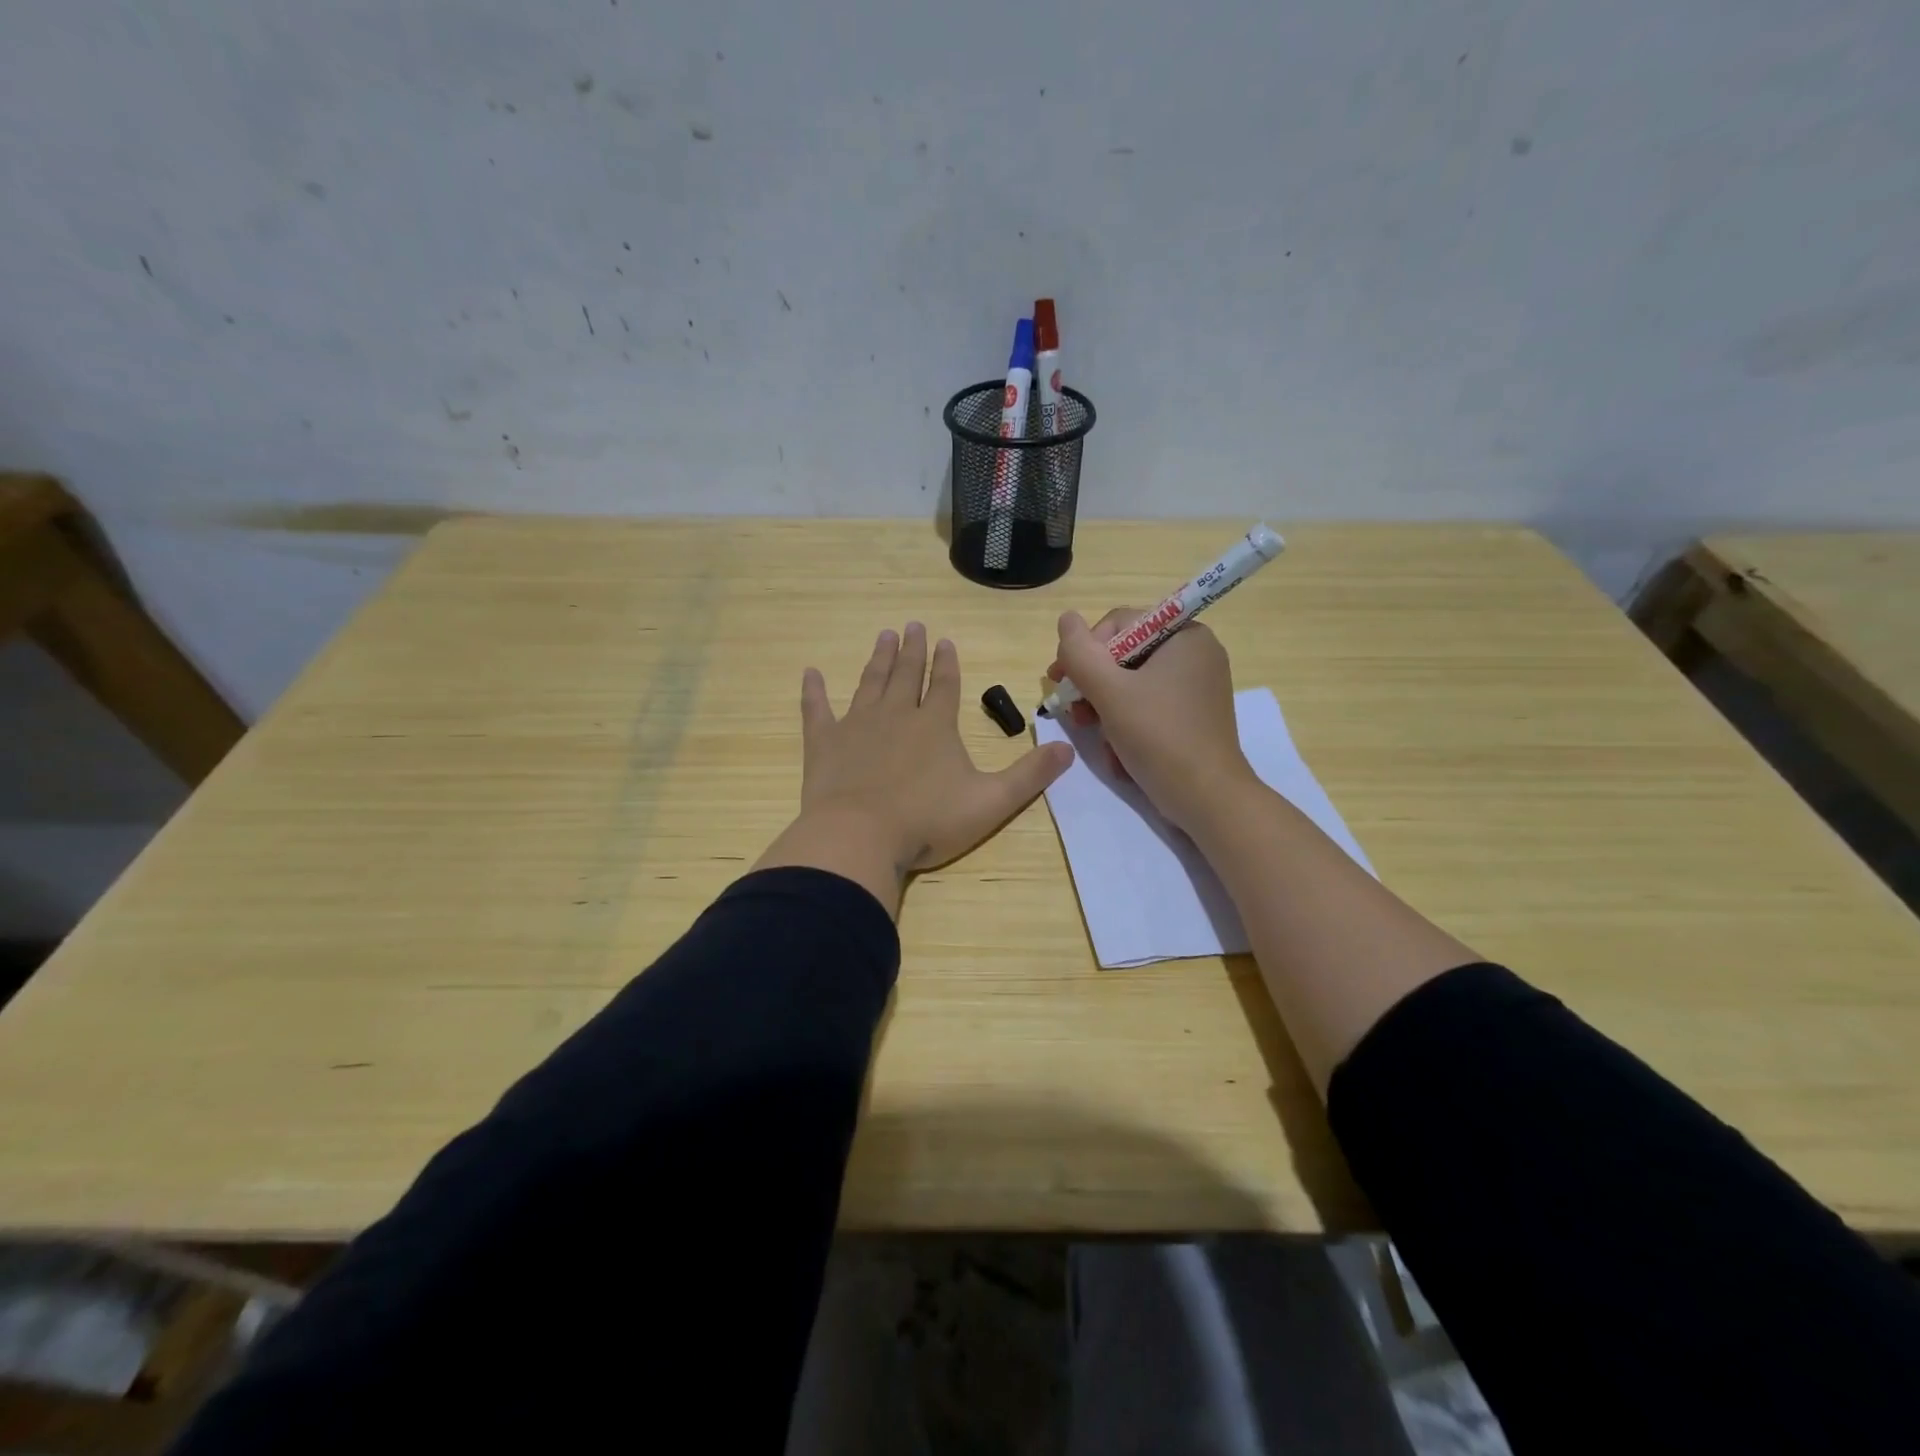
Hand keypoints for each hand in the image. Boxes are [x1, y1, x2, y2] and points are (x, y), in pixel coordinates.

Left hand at [755, 623, 1073, 914]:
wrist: (860, 837)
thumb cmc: (928, 821)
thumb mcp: (991, 802)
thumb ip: (1029, 775)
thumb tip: (1068, 749)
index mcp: (935, 725)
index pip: (944, 684)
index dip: (947, 662)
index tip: (944, 640)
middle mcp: (896, 715)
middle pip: (906, 674)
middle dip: (911, 649)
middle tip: (911, 625)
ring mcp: (856, 726)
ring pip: (870, 683)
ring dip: (878, 659)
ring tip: (883, 636)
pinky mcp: (824, 744)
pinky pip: (817, 710)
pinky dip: (813, 692)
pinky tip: (810, 673)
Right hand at [1048, 608, 1253, 831]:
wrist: (1207, 799)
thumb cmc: (1159, 737)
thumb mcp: (1110, 692)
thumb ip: (1081, 653)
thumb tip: (1066, 618)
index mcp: (1184, 635)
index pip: (1119, 624)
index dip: (1085, 651)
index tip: (1061, 682)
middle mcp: (1195, 653)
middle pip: (1124, 656)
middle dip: (1094, 686)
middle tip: (1073, 713)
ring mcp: (1197, 686)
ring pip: (1133, 685)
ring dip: (1105, 709)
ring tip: (1092, 734)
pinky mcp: (1193, 715)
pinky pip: (1149, 706)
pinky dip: (1128, 724)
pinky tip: (1117, 751)